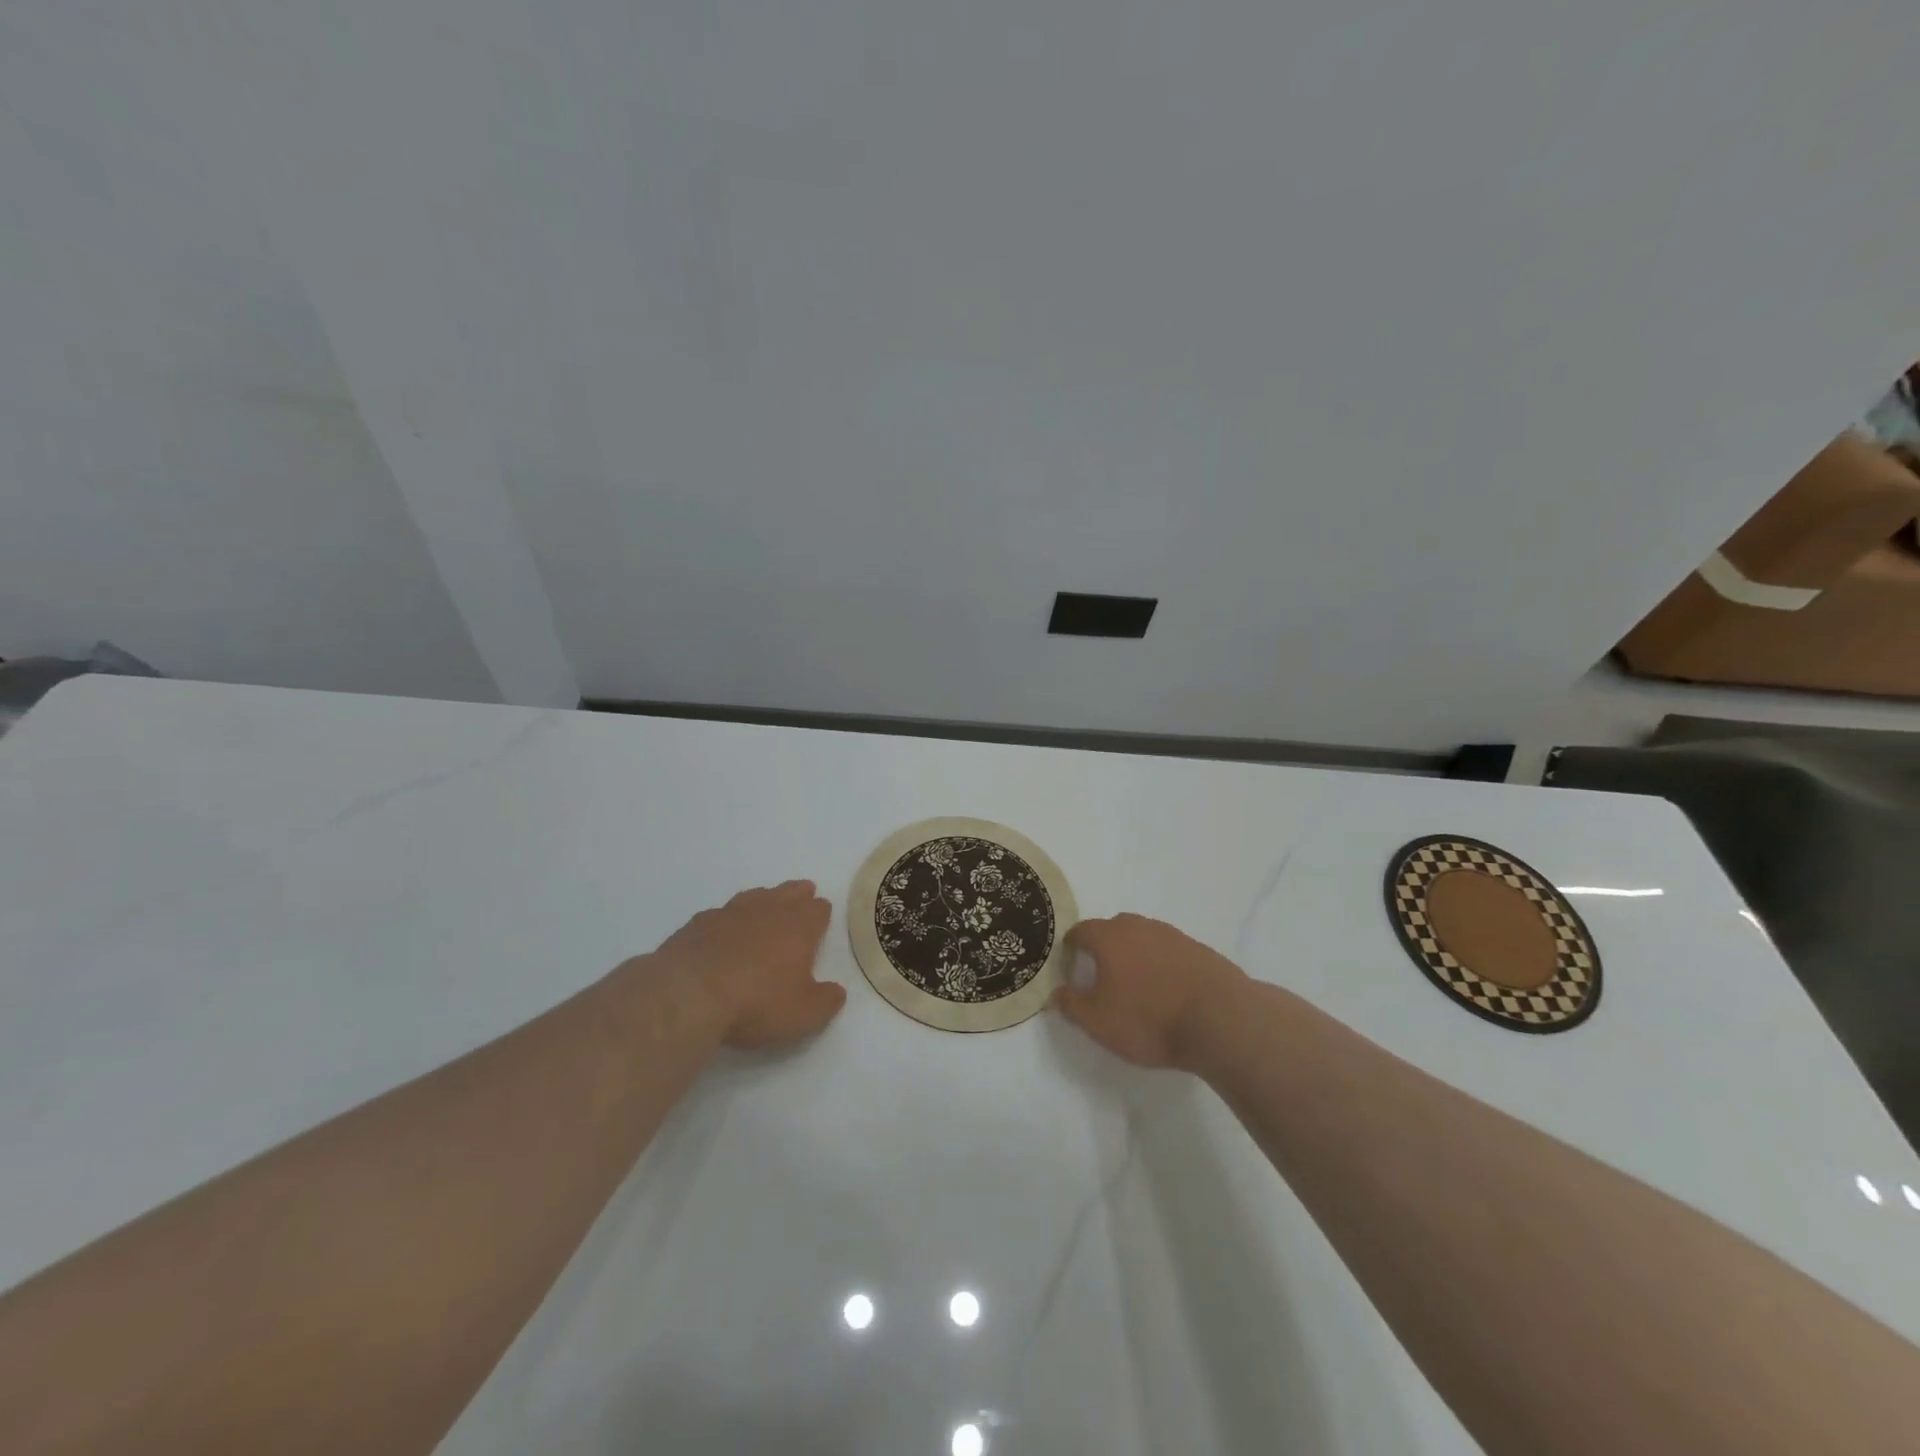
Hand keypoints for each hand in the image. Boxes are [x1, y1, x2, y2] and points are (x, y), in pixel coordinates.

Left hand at [654, 881, 845, 1048]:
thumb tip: (837, 992)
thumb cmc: (756, 1003)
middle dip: (798, 894)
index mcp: (799, 927)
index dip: (821, 913)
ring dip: (764, 899)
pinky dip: (728, 919)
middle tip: (802, 894)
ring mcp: (730, 913)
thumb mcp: (804, 1014)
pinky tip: (724, 929)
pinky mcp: (698, 923)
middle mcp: (767, 911)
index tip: (822, 917)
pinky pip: (721, 913)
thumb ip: (826, 1001)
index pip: (818, 909)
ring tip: (766, 903)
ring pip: (754, 896)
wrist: (688, 995)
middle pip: (789, 892)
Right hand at [1051, 913, 1247, 1069]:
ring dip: (1135, 957)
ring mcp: (1172, 935)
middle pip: (1113, 930)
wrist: (1221, 1020)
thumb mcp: (1098, 1022)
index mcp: (1109, 937)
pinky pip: (1169, 952)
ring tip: (1137, 988)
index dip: (1070, 948)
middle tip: (1102, 979)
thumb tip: (1056, 992)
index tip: (1070, 969)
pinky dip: (1162, 966)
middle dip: (1103, 949)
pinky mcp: (1200, 950)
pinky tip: (1168, 992)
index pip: (1080, 931)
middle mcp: (1139, 927)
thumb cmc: (1149, 1019)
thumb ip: (1071, 1005)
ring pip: (1143, 939)